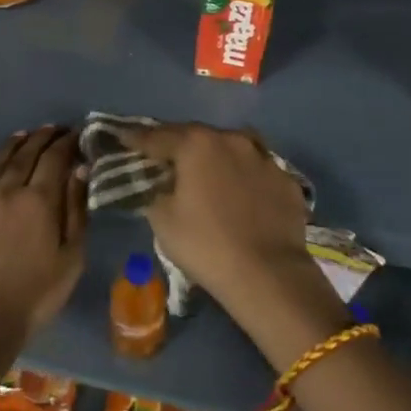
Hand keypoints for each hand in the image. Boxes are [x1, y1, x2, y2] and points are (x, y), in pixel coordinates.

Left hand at [0, 126, 85, 350]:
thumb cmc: (35, 296)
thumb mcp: (71, 257)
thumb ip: (76, 210)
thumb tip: (79, 170)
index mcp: (39, 199)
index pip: (55, 158)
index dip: (67, 142)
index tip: (76, 132)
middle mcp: (6, 191)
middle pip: (25, 154)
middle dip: (42, 138)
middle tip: (53, 128)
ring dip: (11, 147)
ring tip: (22, 136)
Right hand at [123, 123, 339, 352]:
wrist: (268, 274)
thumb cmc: (206, 245)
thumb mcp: (163, 221)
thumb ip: (156, 192)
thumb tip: (160, 185)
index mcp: (197, 145)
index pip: (158, 136)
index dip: (137, 139)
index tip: (123, 138)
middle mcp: (232, 140)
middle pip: (197, 136)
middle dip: (179, 145)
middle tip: (165, 157)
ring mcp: (265, 158)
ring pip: (233, 149)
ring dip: (217, 156)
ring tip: (207, 172)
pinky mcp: (287, 180)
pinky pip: (258, 172)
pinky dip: (245, 178)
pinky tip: (242, 196)